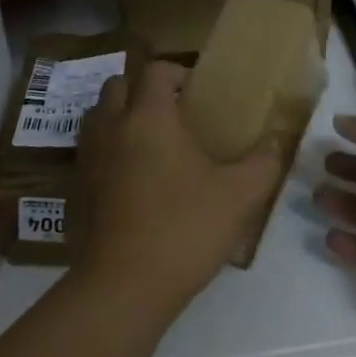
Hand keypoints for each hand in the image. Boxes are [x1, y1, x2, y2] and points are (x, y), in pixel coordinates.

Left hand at [76, 60, 286, 318]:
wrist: (124, 286)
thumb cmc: (184, 229)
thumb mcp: (239, 196)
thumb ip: (264, 162)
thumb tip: (278, 140)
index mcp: (149, 117)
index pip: (157, 70)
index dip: (179, 72)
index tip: (200, 94)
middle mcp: (112, 127)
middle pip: (119, 85)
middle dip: (144, 90)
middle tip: (174, 114)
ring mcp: (88, 158)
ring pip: (98, 117)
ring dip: (122, 117)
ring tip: (153, 143)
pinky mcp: (77, 189)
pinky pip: (91, 151)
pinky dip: (109, 150)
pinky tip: (134, 179)